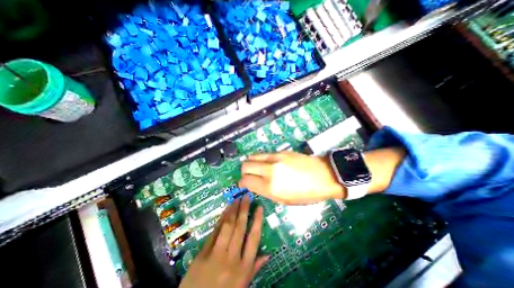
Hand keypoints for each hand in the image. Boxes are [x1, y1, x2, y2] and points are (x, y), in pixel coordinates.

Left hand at [180, 193, 268, 286]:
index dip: (257, 220)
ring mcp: (216, 255)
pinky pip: (214, 232)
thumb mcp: (242, 286)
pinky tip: (225, 210)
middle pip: (240, 228)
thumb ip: (254, 268)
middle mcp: (232, 258)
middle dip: (244, 210)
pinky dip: (221, 219)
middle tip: (246, 196)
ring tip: (236, 199)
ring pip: (227, 227)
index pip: (254, 238)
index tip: (259, 207)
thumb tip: (268, 254)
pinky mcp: (203, 253)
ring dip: (232, 211)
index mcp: (244, 267)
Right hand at [238, 152, 343, 205]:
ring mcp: (275, 158)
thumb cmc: (307, 193)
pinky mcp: (280, 151)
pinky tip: (267, 164)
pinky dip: (260, 159)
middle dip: (244, 172)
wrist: (324, 175)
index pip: (246, 180)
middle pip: (245, 165)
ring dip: (251, 163)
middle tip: (250, 176)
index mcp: (271, 187)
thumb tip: (253, 184)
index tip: (244, 184)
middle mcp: (270, 170)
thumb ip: (265, 191)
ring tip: (257, 169)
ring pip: (252, 156)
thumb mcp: (284, 200)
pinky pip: (263, 154)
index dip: (242, 183)